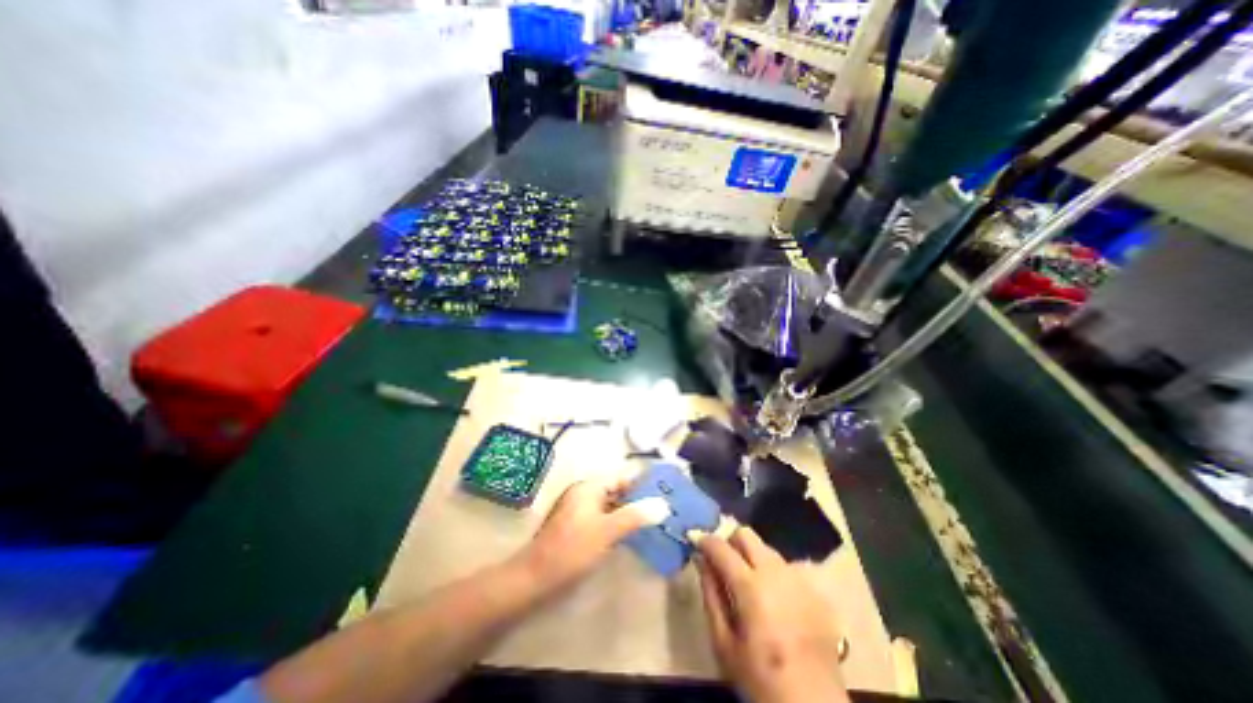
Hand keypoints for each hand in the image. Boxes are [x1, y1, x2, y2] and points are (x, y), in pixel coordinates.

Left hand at [519, 478, 656, 592]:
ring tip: (653, 522)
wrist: (534, 579)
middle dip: (638, 499)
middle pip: (617, 491)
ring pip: (611, 506)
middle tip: (663, 509)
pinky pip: (603, 518)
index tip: (665, 492)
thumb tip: (664, 504)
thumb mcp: (607, 531)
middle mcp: (584, 493)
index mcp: (589, 487)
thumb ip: (635, 516)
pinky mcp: (577, 527)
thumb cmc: (572, 550)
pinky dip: (617, 523)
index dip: (642, 484)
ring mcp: (579, 510)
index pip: (622, 478)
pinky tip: (631, 535)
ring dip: (629, 513)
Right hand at [689, 528, 845, 702]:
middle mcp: (775, 572)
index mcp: (750, 586)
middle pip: (746, 535)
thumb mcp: (723, 642)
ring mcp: (797, 578)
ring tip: (748, 583)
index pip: (721, 546)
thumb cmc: (760, 677)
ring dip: (752, 556)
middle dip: (730, 541)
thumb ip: (710, 594)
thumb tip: (701, 560)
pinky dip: (772, 572)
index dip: (705, 540)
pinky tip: (773, 598)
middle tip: (722, 561)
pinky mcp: (813, 589)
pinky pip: (785, 567)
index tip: (695, 541)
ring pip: (766, 548)